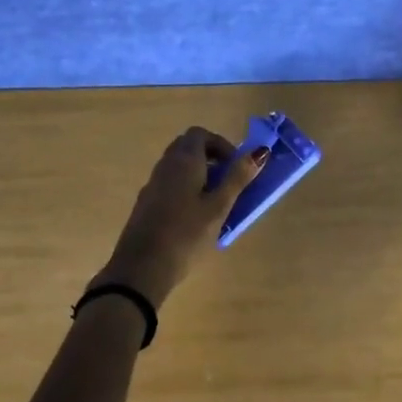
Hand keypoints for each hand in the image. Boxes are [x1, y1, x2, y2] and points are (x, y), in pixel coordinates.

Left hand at [91, 128, 269, 309]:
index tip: (235, 166)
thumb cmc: (186, 234)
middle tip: (227, 181)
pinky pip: (169, 184)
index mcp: (184, 160)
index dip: (220, 145)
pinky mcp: (146, 203)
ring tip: (215, 202)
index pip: (200, 134)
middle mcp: (165, 165)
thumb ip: (237, 178)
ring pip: (177, 166)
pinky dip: (185, 188)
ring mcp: (152, 183)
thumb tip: (260, 151)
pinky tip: (194, 218)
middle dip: (210, 158)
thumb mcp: (218, 207)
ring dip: (198, 174)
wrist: (141, 267)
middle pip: (187, 147)